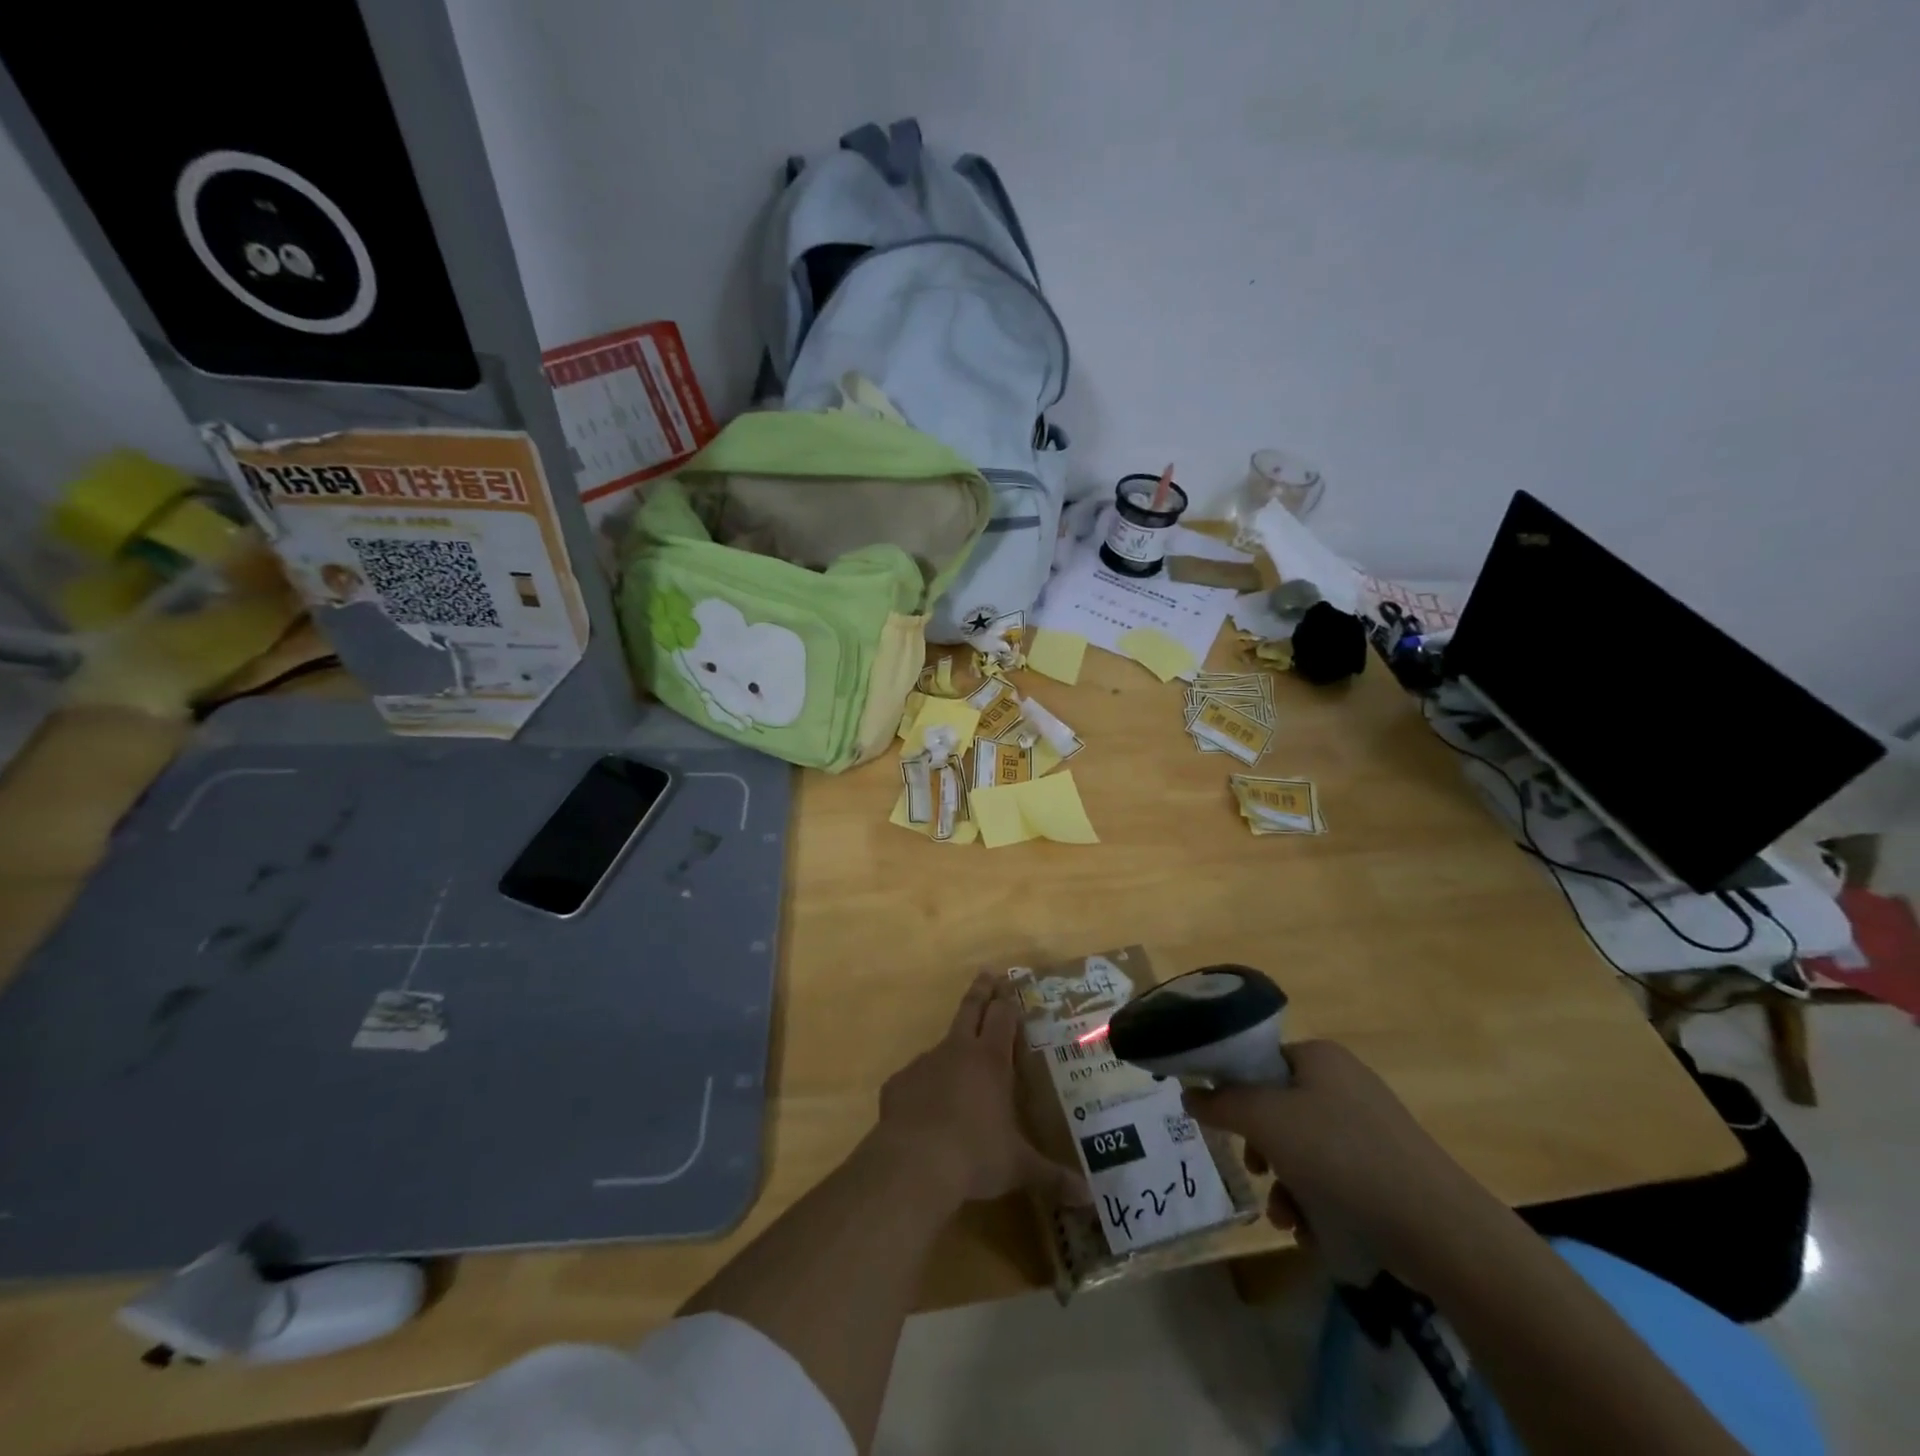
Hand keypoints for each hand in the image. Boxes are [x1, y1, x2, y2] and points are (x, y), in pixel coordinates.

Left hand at [872, 973, 1087, 1208]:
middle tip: (986, 974)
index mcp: (991, 1061)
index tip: (1009, 985)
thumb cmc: (975, 1156)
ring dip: (952, 1047)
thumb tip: (1089, 1198)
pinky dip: (923, 1086)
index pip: (1002, 1018)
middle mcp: (957, 1052)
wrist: (914, 1164)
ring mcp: (924, 1064)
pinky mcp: (898, 1084)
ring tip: (958, 1062)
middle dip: (981, 992)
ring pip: (941, 1045)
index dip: (1007, 1001)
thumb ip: (1052, 1177)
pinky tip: (926, 1108)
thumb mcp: (1018, 1168)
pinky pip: (915, 1079)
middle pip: (970, 1010)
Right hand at [1184, 1040, 1491, 1290]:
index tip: (1220, 1124)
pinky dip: (1314, 1201)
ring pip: (1302, 1148)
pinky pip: (1332, 1177)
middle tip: (1254, 1170)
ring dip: (1284, 1183)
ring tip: (1284, 1216)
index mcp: (1318, 1056)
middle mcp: (1343, 1082)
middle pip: (1277, 1108)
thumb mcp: (1266, 1121)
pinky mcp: (1387, 1169)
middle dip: (1260, 1147)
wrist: (1439, 1228)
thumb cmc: (1342, 1157)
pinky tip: (1310, 1231)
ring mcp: (1369, 1127)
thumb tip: (1188, 1094)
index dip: (1233, 1091)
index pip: (1257, 1061)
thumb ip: (1220, 1103)